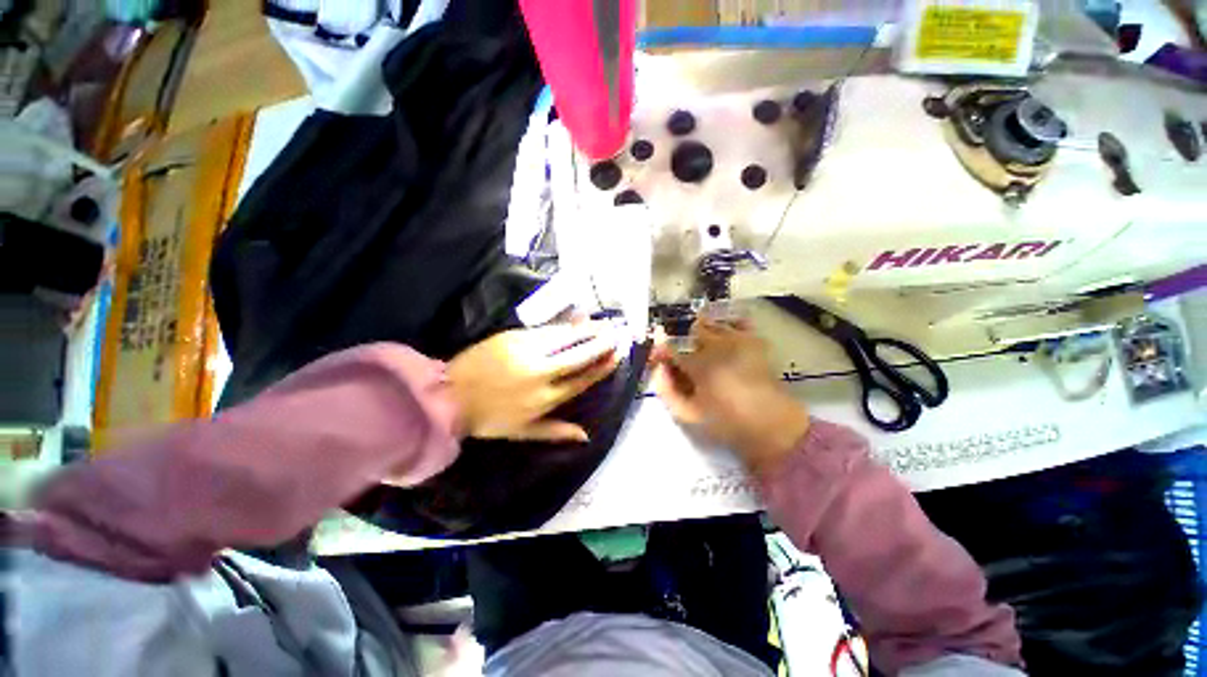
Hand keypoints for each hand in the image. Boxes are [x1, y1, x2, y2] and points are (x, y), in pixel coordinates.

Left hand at [447, 322, 620, 442]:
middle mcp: (541, 374)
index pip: (582, 380)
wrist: (449, 396)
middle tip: (616, 334)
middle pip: (578, 356)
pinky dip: (563, 326)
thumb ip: (556, 432)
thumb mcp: (524, 431)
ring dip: (586, 331)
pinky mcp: (513, 337)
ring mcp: (527, 353)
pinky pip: (545, 330)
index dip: (601, 367)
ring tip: (602, 324)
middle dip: (600, 344)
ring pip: (564, 339)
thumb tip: (586, 436)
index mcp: (545, 399)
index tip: (616, 356)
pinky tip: (575, 321)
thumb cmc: (489, 418)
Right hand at [651, 319, 809, 475]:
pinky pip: (737, 322)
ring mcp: (739, 339)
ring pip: (713, 323)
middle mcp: (718, 344)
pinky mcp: (755, 341)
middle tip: (686, 361)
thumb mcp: (688, 415)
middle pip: (693, 330)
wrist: (771, 427)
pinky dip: (728, 326)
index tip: (657, 358)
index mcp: (699, 364)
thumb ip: (667, 390)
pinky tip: (726, 340)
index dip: (661, 350)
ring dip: (704, 333)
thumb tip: (658, 368)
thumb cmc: (726, 423)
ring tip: (706, 352)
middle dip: (685, 342)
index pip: (670, 347)